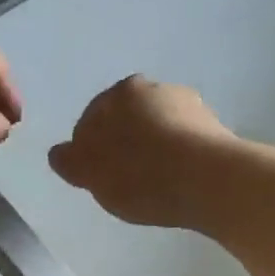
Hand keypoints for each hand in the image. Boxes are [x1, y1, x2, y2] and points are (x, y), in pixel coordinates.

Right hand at [48, 75, 233, 227]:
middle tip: (121, 182)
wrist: (209, 181)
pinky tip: (176, 184)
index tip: (94, 176)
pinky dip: (176, 159)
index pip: (91, 118)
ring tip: (152, 186)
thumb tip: (59, 153)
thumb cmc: (141, 175)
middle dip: (122, 145)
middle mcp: (156, 89)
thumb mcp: (91, 173)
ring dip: (152, 151)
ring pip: (158, 131)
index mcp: (121, 93)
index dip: (89, 149)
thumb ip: (70, 161)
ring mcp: (190, 106)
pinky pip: (183, 145)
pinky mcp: (215, 129)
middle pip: (127, 121)